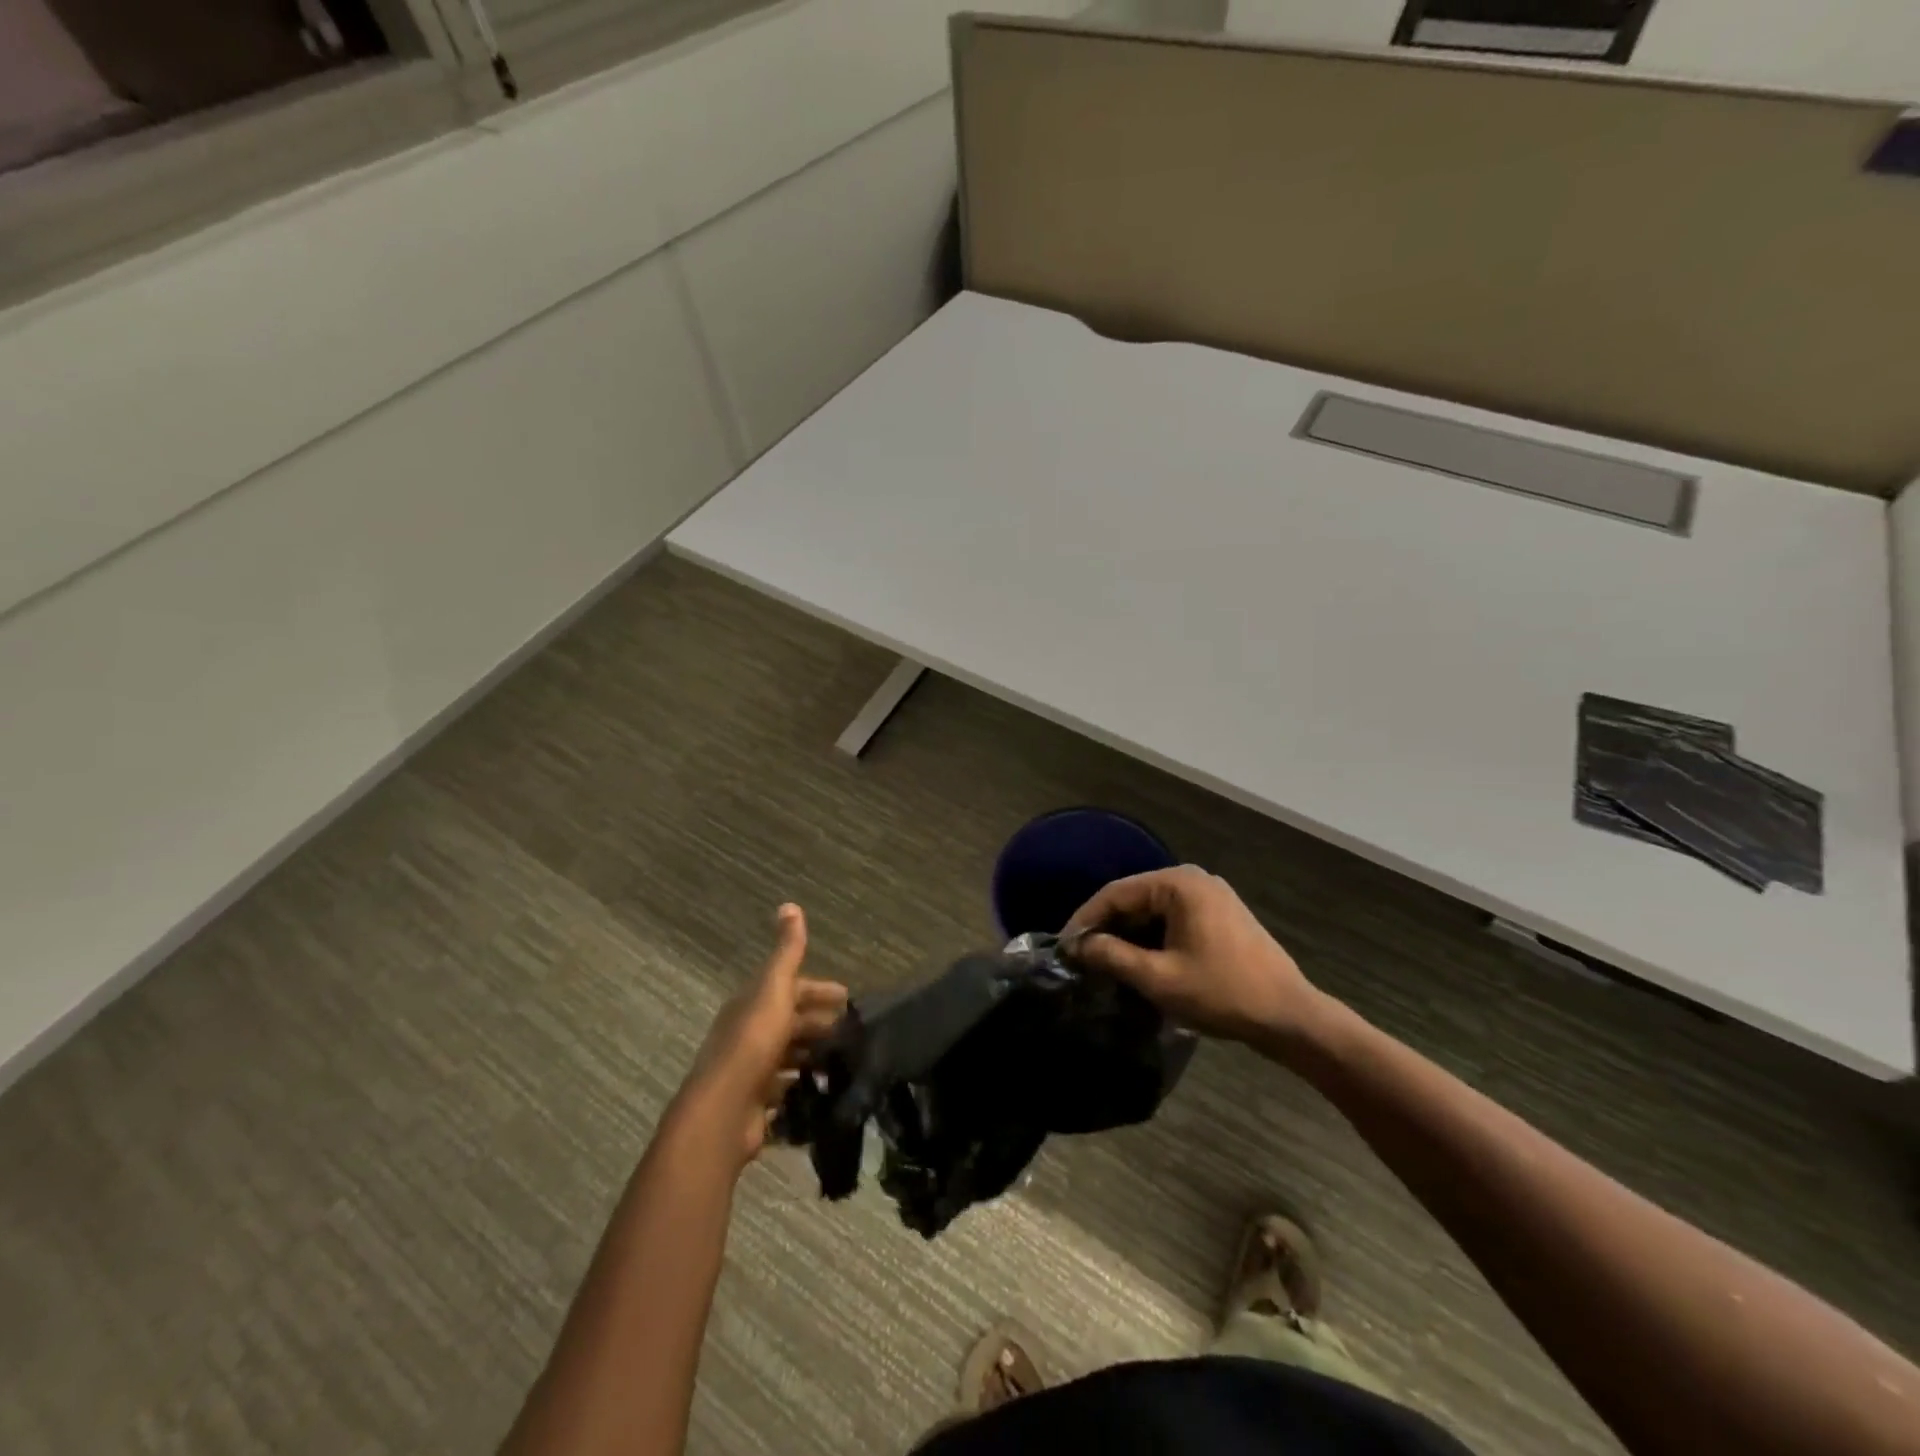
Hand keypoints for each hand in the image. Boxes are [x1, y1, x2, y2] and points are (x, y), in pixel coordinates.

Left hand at [676, 904, 848, 1166]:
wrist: (723, 1111)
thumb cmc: (753, 1042)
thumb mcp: (775, 988)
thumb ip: (786, 951)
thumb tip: (789, 904)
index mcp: (752, 1004)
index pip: (790, 988)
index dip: (818, 990)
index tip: (848, 998)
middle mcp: (748, 1034)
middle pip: (789, 1023)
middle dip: (820, 1023)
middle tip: (854, 1033)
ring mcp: (750, 1072)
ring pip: (788, 1057)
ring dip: (814, 1057)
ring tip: (846, 1063)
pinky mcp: (755, 1106)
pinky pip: (785, 1092)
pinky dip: (804, 1089)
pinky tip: (825, 1093)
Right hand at [1065, 866, 1326, 1052]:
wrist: (1290, 1017)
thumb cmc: (1222, 993)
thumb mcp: (1159, 978)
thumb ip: (1113, 956)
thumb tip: (1078, 945)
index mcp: (1179, 884)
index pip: (1117, 892)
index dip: (1085, 918)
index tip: (1064, 946)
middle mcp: (1193, 879)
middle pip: (1134, 897)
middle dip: (1106, 926)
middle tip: (1081, 955)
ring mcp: (1210, 896)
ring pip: (1152, 909)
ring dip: (1127, 933)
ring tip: (1103, 961)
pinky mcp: (1219, 915)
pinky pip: (1172, 918)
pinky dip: (1151, 936)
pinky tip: (1137, 959)